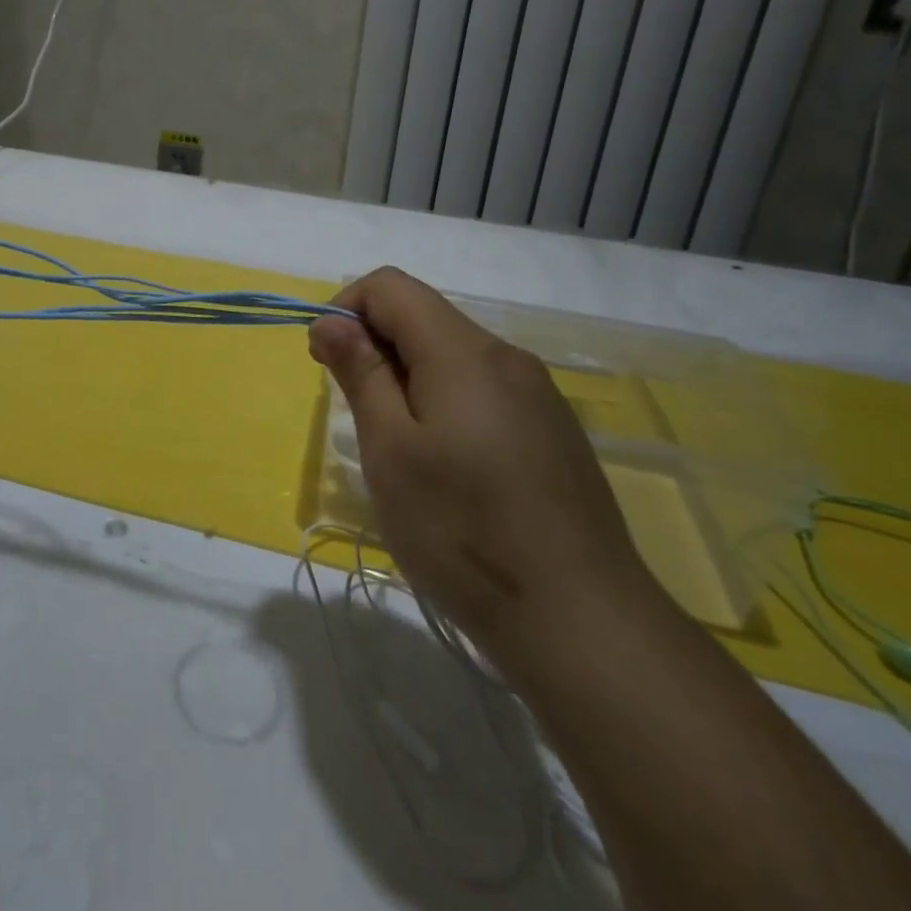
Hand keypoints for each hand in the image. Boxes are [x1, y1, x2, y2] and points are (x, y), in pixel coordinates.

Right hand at [308, 267, 654, 669]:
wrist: (583, 624)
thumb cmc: (464, 531)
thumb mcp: (391, 451)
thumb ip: (361, 373)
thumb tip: (332, 322)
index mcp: (464, 352)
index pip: (390, 286)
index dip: (345, 309)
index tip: (327, 363)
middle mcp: (507, 358)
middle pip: (424, 317)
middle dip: (375, 347)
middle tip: (358, 416)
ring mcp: (538, 396)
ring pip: (453, 356)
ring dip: (408, 378)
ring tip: (398, 449)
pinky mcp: (553, 432)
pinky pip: (483, 391)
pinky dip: (445, 403)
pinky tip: (448, 470)